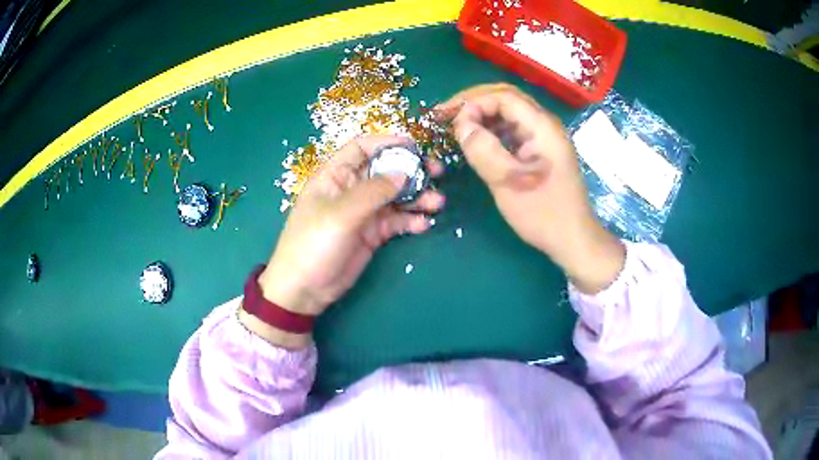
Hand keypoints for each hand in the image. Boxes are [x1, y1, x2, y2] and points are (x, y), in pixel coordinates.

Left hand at [242, 136, 444, 346]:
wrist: (305, 289)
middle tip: (437, 172)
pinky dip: (411, 220)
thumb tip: (405, 172)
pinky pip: (397, 221)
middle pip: (385, 170)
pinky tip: (424, 224)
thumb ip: (373, 192)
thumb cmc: (312, 244)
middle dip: (411, 170)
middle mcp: (351, 189)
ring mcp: (364, 212)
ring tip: (437, 203)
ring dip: (417, 197)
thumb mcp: (340, 214)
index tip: (415, 147)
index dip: (387, 143)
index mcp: (335, 176)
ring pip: (396, 196)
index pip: (362, 148)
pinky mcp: (373, 234)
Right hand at [437, 84, 623, 292]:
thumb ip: (483, 150)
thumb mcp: (509, 183)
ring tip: (456, 126)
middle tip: (445, 115)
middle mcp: (544, 125)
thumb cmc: (543, 213)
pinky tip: (476, 141)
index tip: (448, 119)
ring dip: (481, 115)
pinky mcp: (540, 150)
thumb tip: (461, 124)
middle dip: (474, 103)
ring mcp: (544, 137)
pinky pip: (513, 130)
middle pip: (506, 98)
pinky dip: (491, 130)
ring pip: (508, 113)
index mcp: (542, 127)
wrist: (573, 238)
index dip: (472, 102)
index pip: (503, 97)